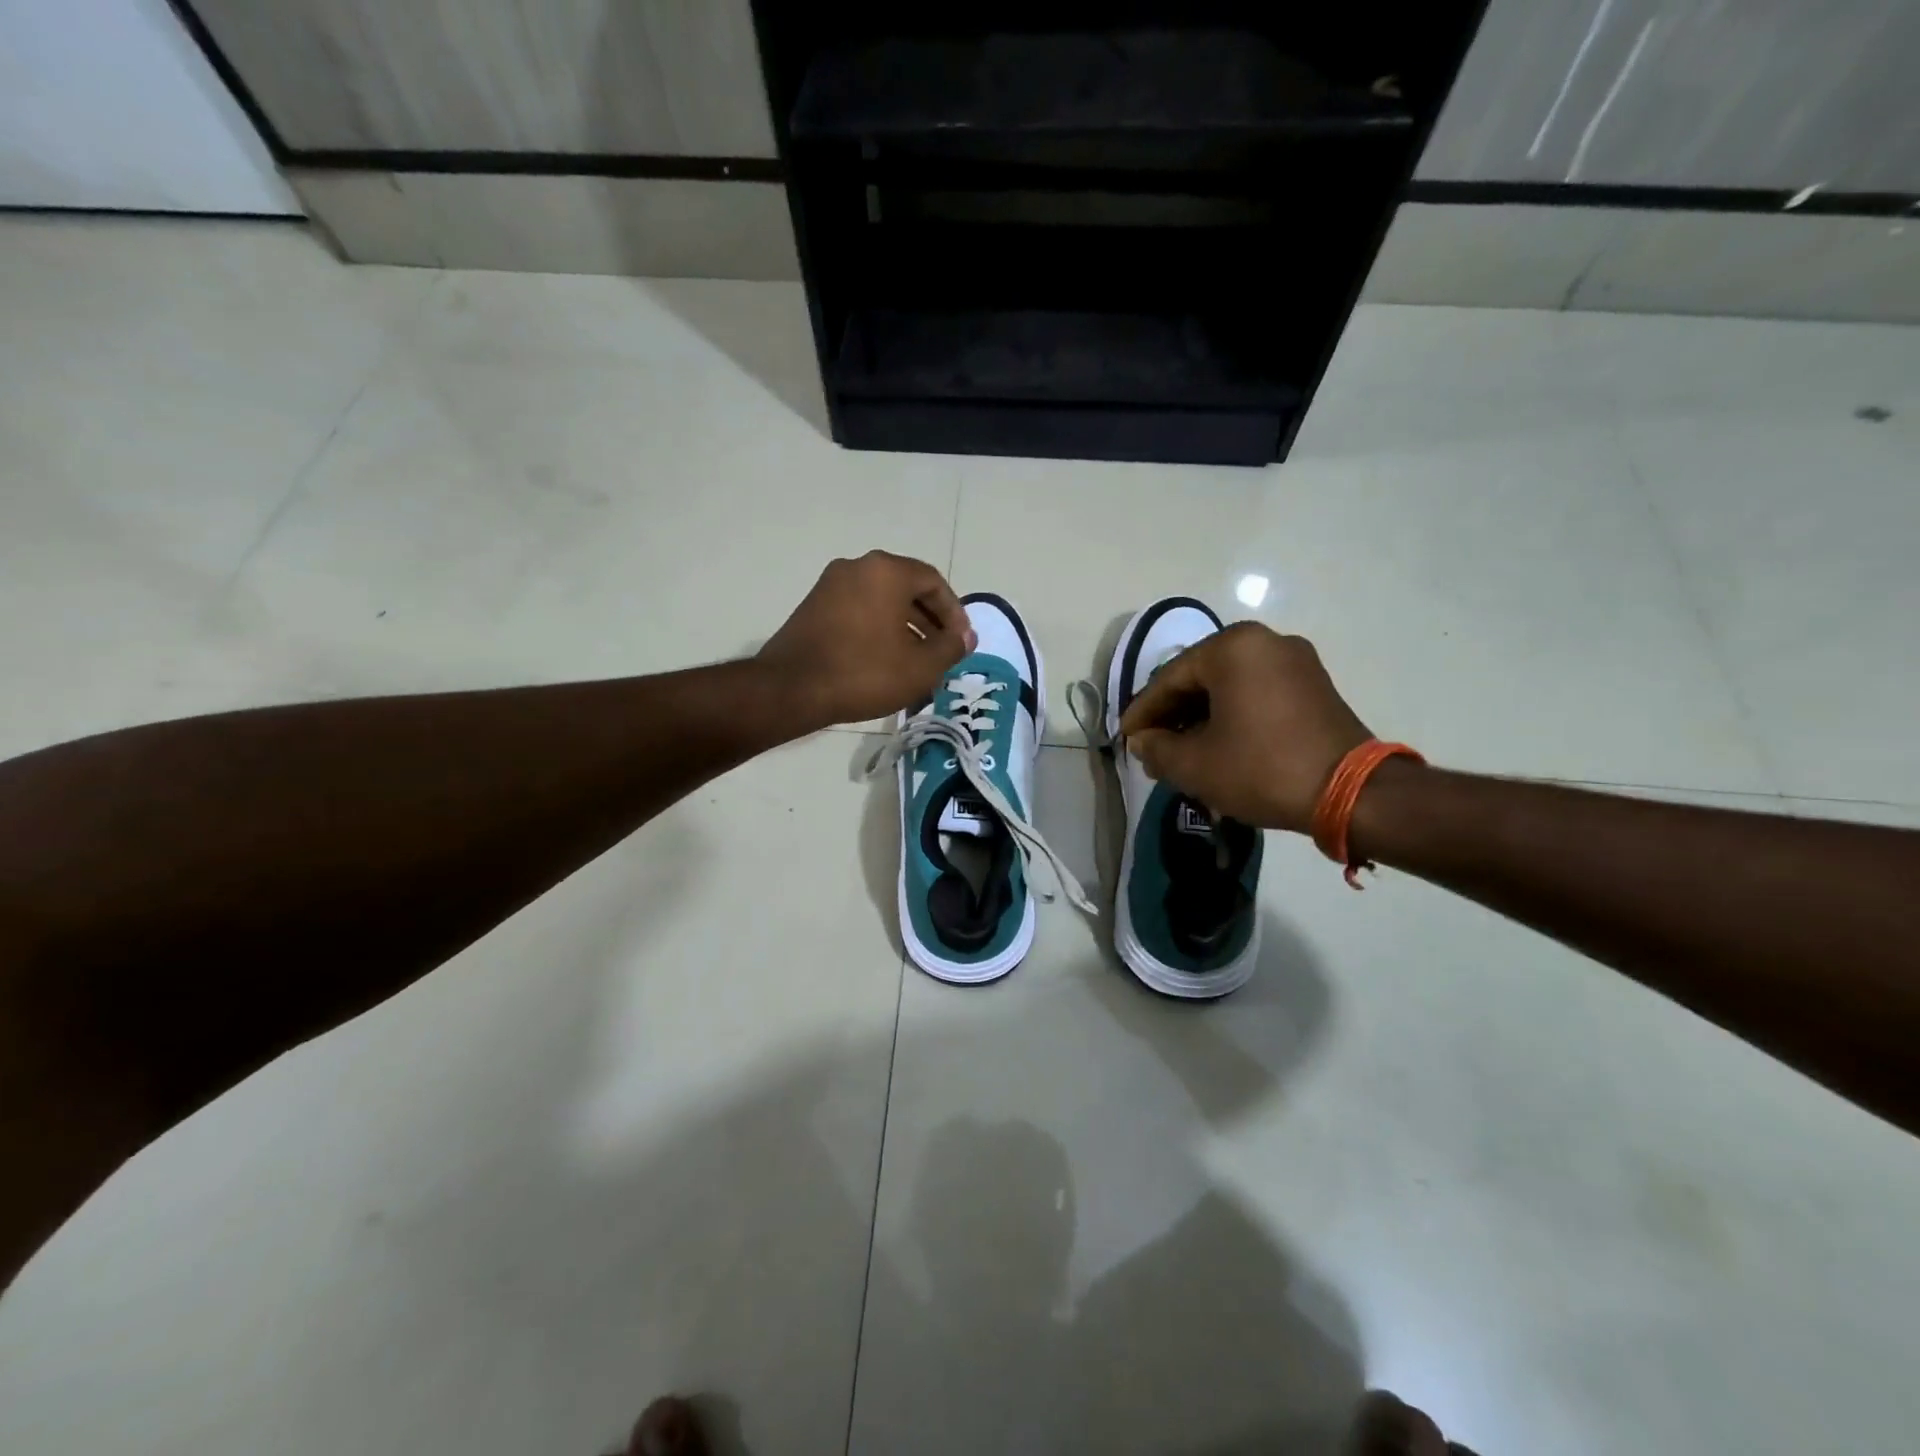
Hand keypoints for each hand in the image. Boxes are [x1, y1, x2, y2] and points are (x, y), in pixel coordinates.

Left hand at [757, 552, 975, 730]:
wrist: (792, 688)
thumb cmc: (865, 672)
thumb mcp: (921, 666)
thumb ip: (951, 647)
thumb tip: (965, 637)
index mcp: (886, 571)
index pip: (933, 582)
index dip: (954, 612)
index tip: (961, 642)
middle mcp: (857, 567)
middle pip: (906, 588)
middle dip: (930, 620)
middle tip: (942, 651)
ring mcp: (830, 585)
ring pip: (881, 601)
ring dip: (905, 627)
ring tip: (917, 661)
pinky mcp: (813, 606)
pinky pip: (859, 610)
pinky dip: (878, 628)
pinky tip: (884, 660)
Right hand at [1118, 623, 1370, 832]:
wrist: (1351, 793)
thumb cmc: (1262, 768)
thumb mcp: (1195, 764)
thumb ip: (1157, 748)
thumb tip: (1142, 741)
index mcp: (1232, 648)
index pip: (1170, 679)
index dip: (1143, 712)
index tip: (1125, 738)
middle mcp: (1265, 641)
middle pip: (1200, 678)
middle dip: (1172, 715)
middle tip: (1151, 747)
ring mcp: (1295, 660)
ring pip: (1229, 686)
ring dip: (1201, 717)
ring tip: (1181, 752)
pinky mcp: (1314, 684)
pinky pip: (1257, 692)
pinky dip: (1232, 715)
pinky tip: (1217, 744)